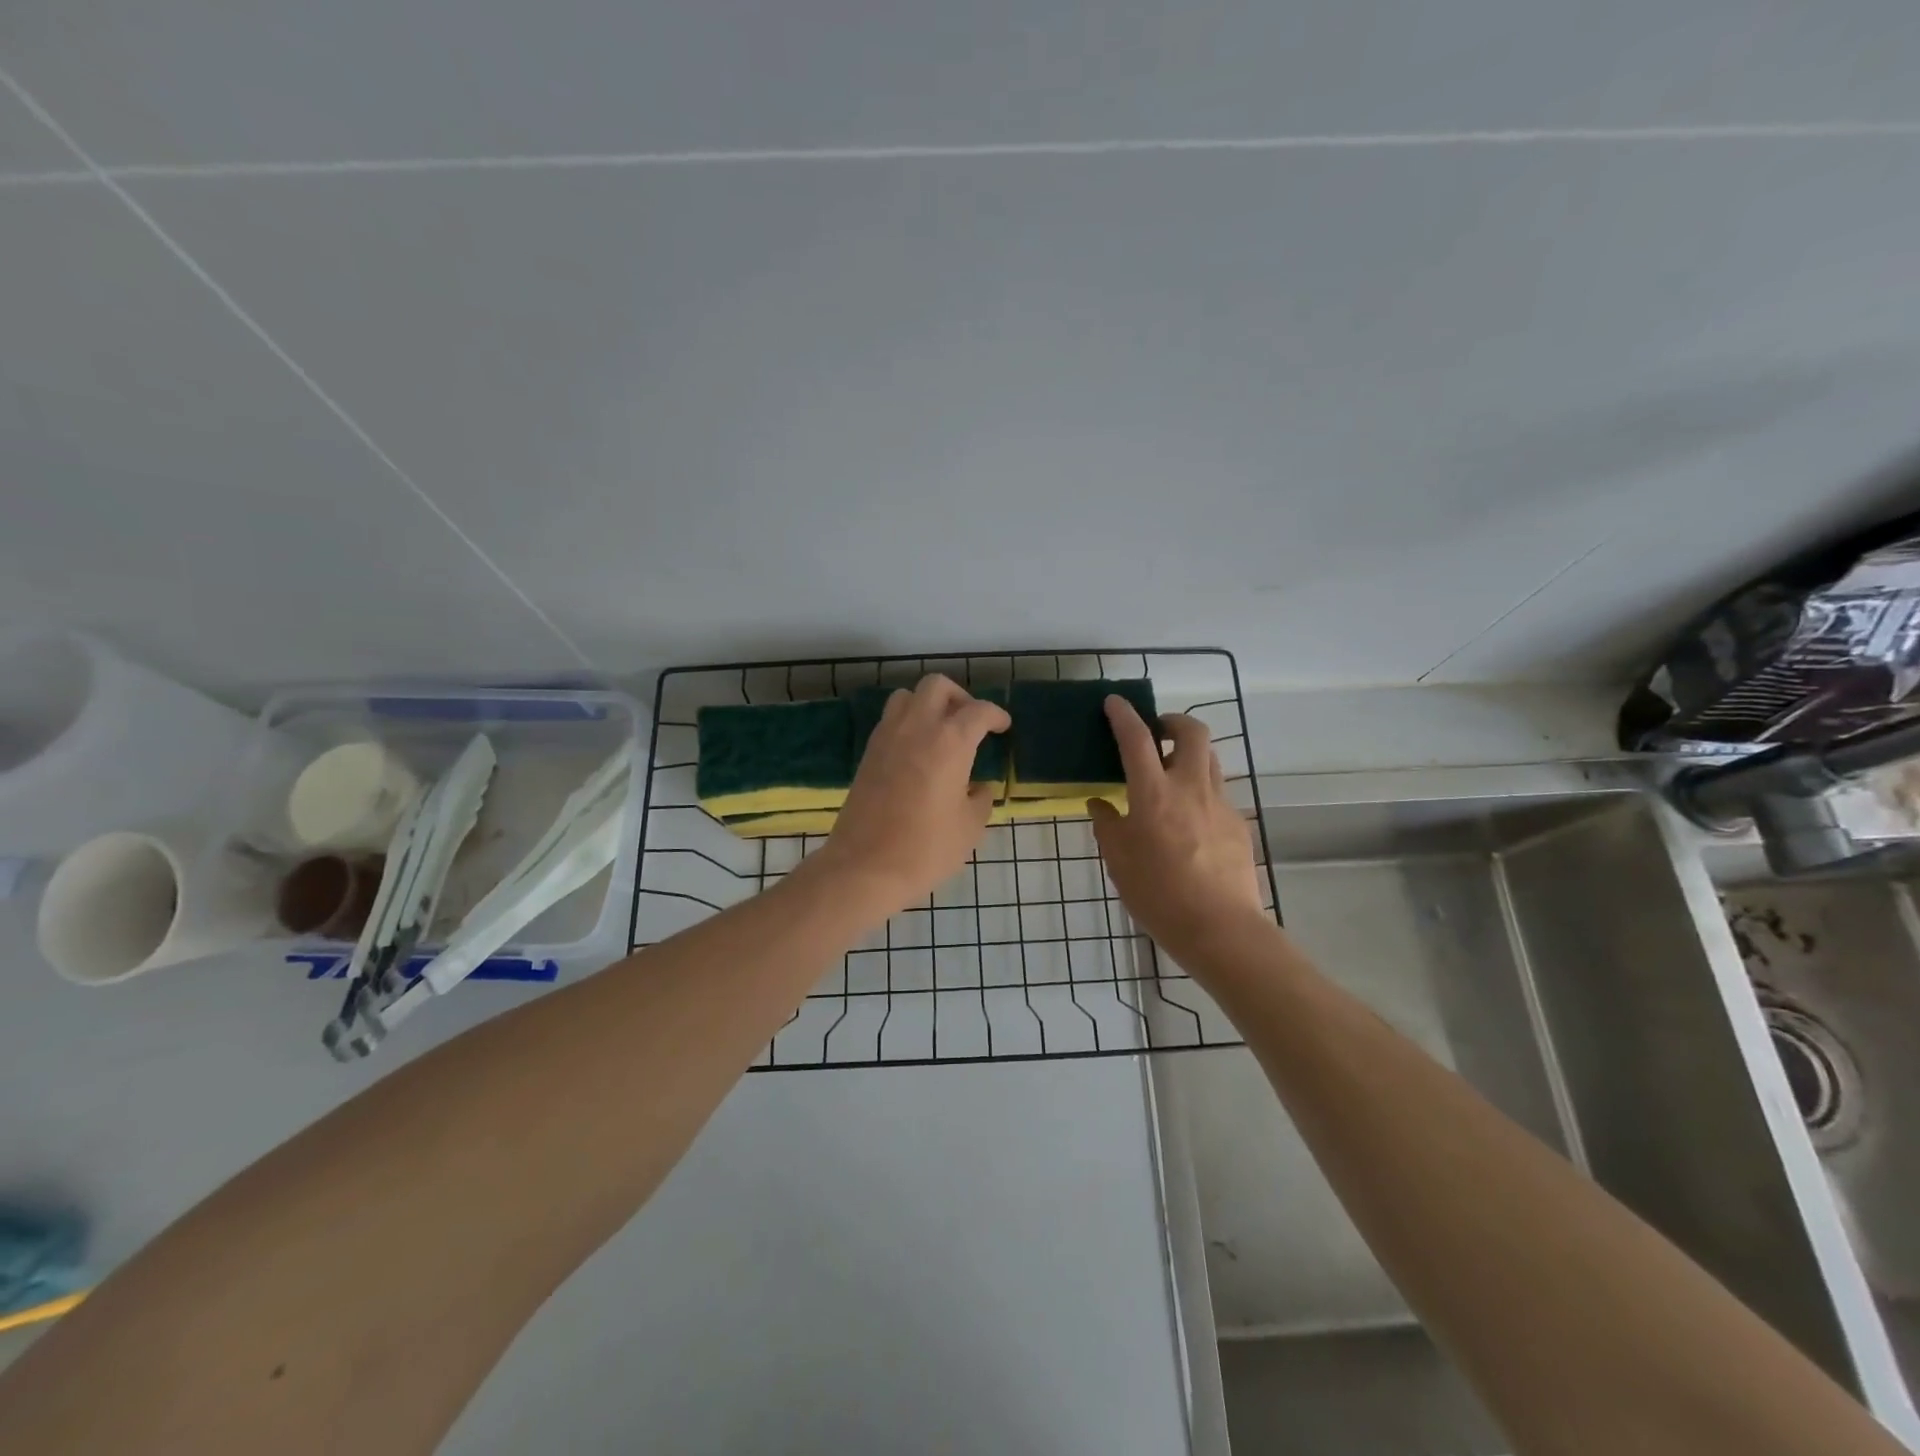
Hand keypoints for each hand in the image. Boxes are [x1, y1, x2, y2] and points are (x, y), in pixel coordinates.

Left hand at [804, 675, 1011, 924]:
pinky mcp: (868, 754)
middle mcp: (916, 728)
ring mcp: (887, 738)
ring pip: (908, 697)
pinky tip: (918, 752)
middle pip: (937, 687)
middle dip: (959, 697)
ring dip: (928, 705)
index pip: (978, 711)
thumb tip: (978, 788)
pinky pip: (891, 721)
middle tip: (971, 723)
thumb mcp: (969, 827)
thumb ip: (980, 799)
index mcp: (949, 742)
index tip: (1003, 727)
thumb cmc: (926, 849)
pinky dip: (908, 723)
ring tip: (941, 733)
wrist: (864, 868)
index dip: (996, 716)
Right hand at [1089, 698, 1266, 959]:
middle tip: (1156, 733)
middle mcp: (1190, 787)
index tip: (1115, 702)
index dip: (1124, 715)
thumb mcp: (1119, 861)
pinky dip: (1201, 792)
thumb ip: (1108, 825)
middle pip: (1192, 731)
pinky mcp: (1238, 824)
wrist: (1220, 928)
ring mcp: (1220, 804)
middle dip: (1173, 721)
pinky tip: (1190, 822)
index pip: (1137, 739)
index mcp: (1154, 793)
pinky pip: (1218, 794)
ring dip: (1190, 754)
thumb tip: (1101, 804)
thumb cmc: (1158, 894)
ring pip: (1210, 759)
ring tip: (1172, 775)